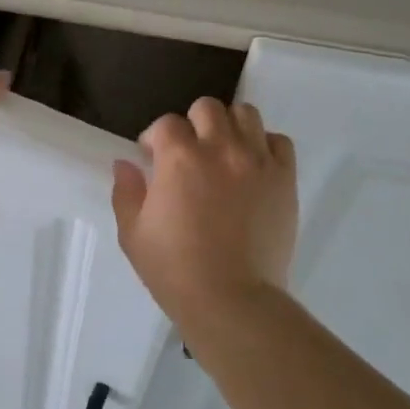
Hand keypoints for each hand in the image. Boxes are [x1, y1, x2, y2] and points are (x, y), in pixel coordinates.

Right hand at [110, 98, 297, 317]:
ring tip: (224, 152)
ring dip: (230, 126)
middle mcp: (220, 148)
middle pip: (207, 108)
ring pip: (246, 114)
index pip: (166, 124)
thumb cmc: (175, 270)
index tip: (153, 159)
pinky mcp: (285, 179)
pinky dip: (265, 145)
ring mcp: (257, 161)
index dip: (156, 139)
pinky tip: (254, 166)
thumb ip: (126, 192)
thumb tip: (125, 164)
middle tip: (190, 153)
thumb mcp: (133, 234)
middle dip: (193, 124)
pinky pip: (279, 142)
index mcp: (179, 157)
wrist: (232, 300)